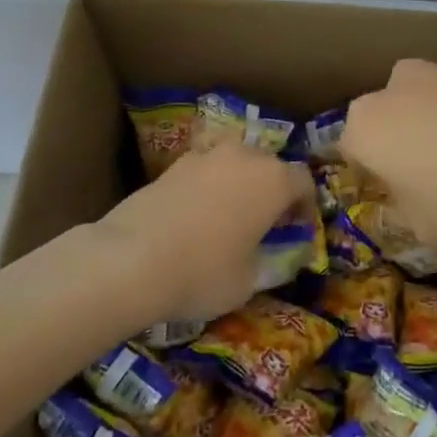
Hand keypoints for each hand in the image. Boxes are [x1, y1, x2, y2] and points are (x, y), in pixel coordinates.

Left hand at [98, 144, 313, 322]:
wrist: (131, 260)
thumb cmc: (204, 272)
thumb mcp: (249, 281)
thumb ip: (270, 262)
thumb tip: (274, 257)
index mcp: (273, 180)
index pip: (304, 181)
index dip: (305, 205)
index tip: (298, 228)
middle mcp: (244, 157)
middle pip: (269, 165)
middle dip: (272, 189)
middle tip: (265, 221)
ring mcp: (205, 156)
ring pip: (233, 162)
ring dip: (238, 183)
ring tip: (228, 215)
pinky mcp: (172, 165)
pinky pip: (203, 170)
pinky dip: (206, 186)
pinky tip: (195, 216)